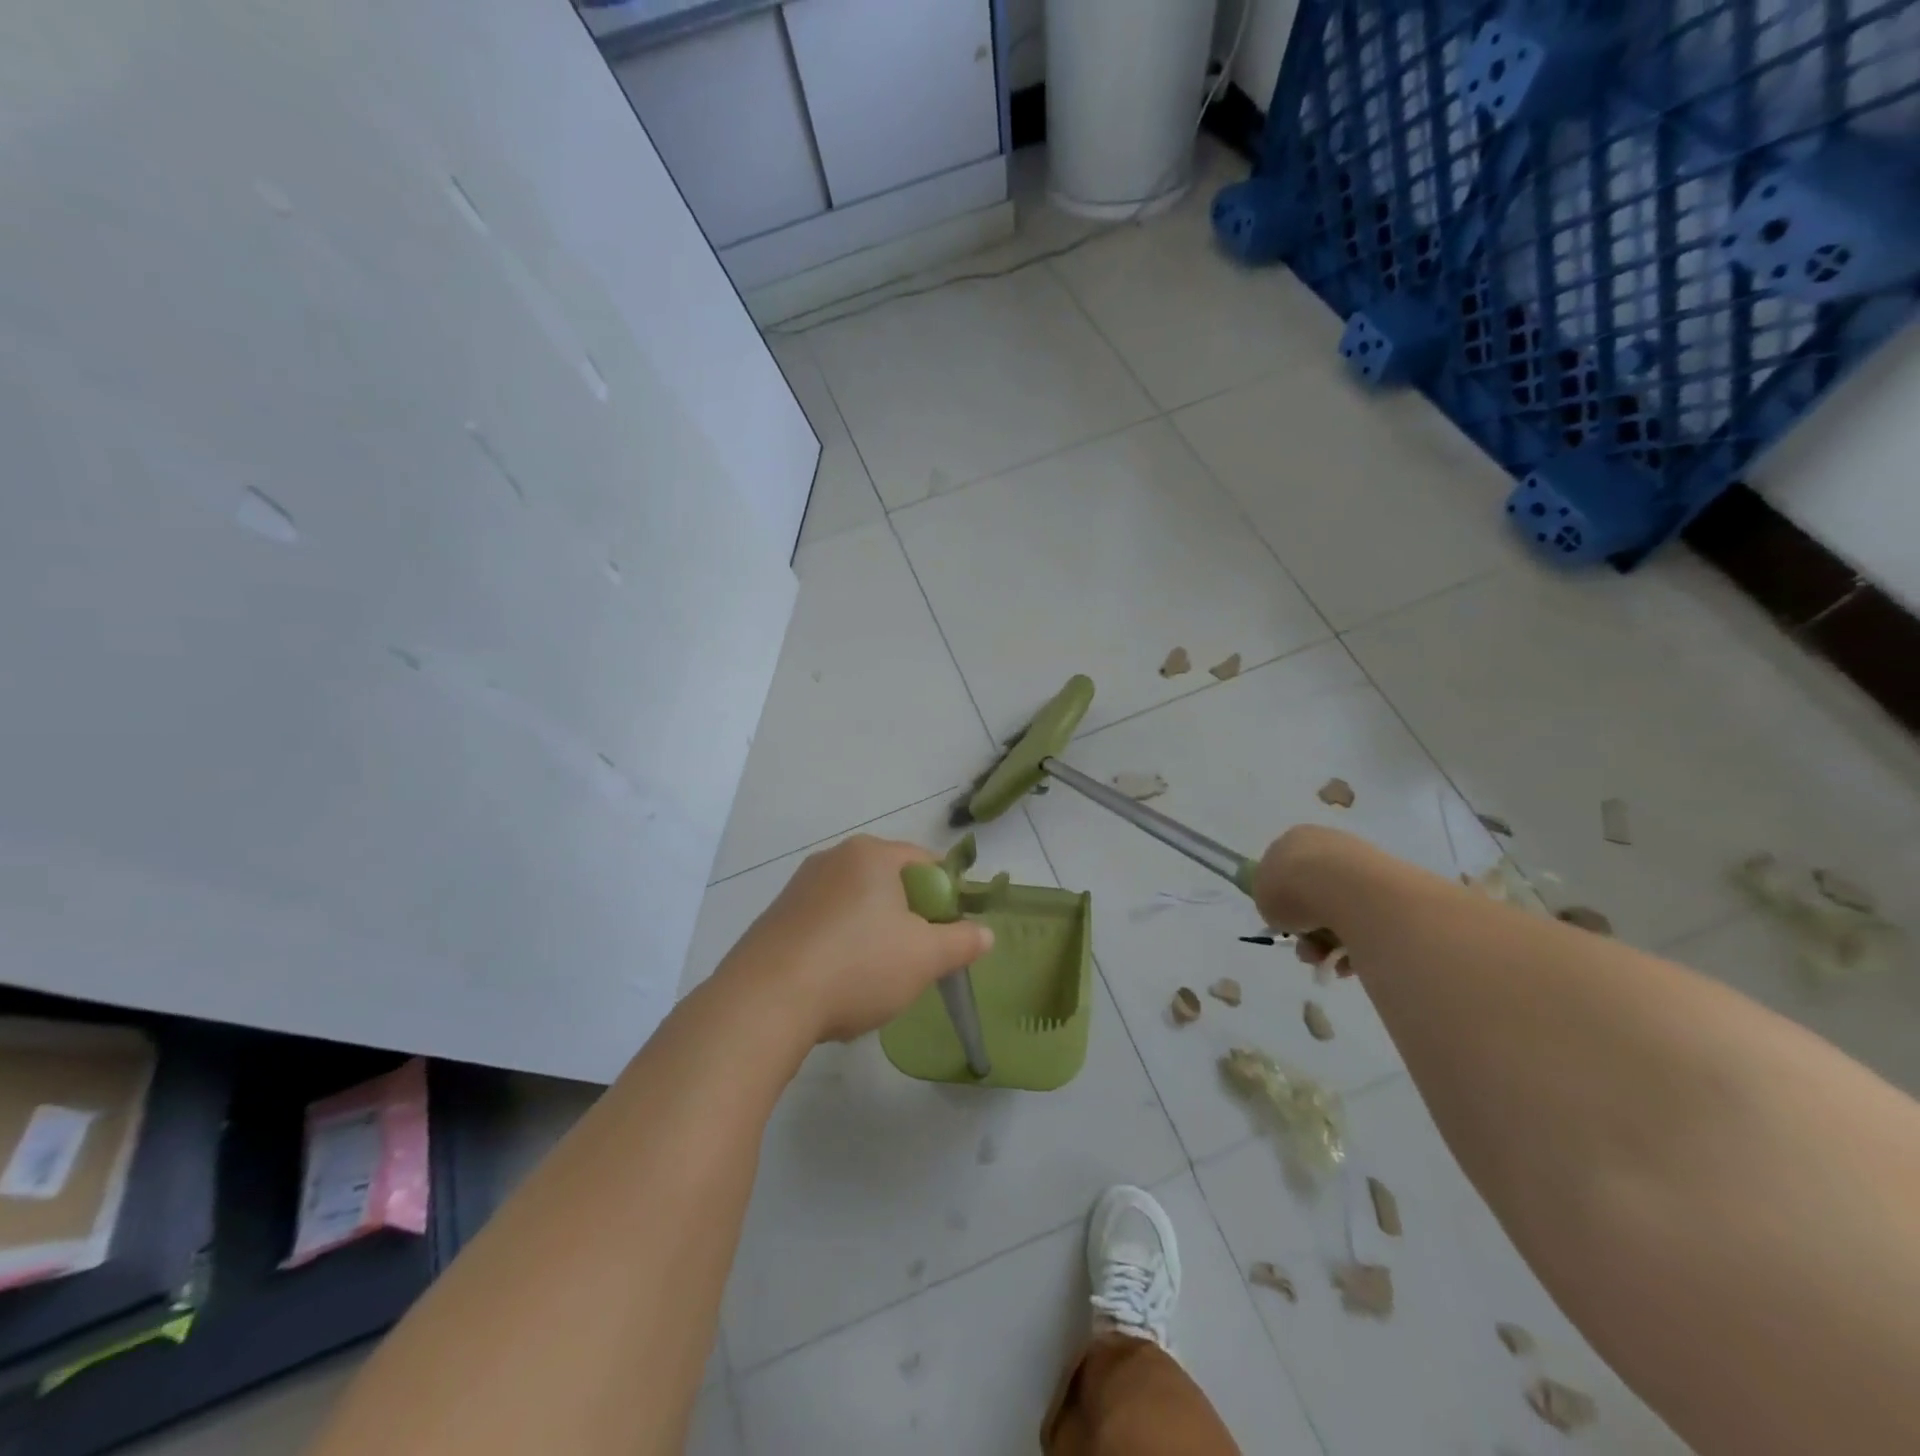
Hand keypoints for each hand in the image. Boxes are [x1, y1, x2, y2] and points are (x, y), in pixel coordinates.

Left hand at [723, 835, 993, 1043]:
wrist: (764, 1002)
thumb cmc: (858, 966)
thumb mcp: (925, 957)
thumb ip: (962, 941)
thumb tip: (985, 933)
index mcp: (872, 854)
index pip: (926, 862)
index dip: (948, 895)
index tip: (952, 933)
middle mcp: (833, 858)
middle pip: (890, 883)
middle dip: (909, 917)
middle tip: (918, 958)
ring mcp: (799, 887)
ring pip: (856, 906)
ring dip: (874, 934)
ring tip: (876, 978)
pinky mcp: (776, 918)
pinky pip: (824, 925)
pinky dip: (840, 947)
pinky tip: (837, 984)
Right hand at [1251, 824, 1357, 971]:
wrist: (1348, 892)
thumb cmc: (1293, 888)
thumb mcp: (1262, 897)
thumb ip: (1272, 902)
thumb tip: (1289, 912)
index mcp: (1296, 839)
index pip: (1285, 868)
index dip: (1281, 898)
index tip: (1282, 922)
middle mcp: (1331, 845)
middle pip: (1313, 892)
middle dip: (1308, 927)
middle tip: (1306, 951)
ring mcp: (1364, 865)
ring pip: (1340, 911)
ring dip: (1328, 941)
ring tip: (1326, 961)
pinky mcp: (1391, 890)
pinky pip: (1366, 923)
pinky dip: (1356, 944)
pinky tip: (1349, 961)